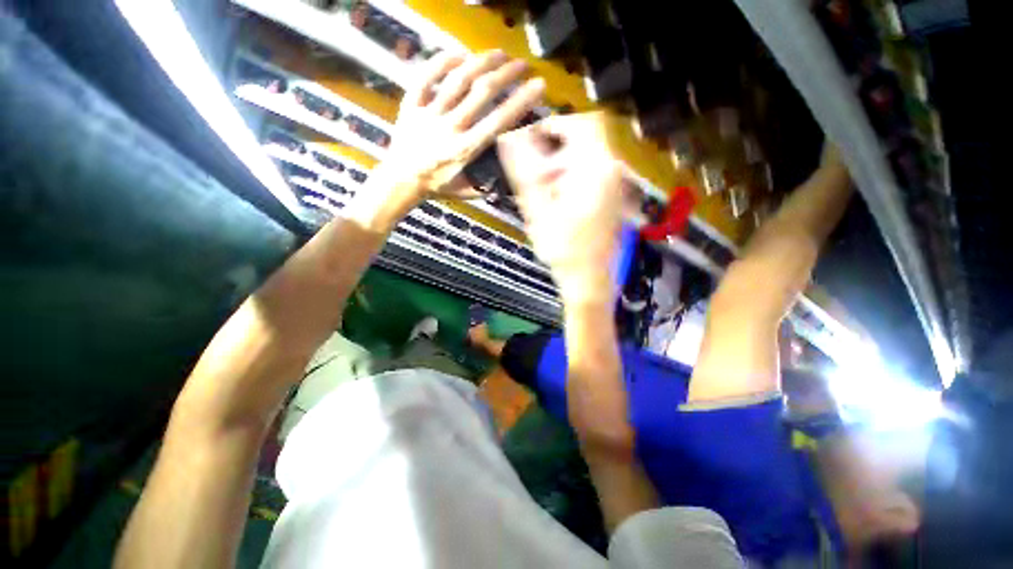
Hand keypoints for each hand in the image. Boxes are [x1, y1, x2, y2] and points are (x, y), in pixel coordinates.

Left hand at [353, 50, 544, 228]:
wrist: (400, 179)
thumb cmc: (436, 186)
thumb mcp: (464, 192)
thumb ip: (486, 186)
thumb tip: (508, 180)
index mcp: (466, 150)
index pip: (499, 121)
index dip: (521, 101)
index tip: (537, 86)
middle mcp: (451, 127)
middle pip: (482, 92)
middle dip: (507, 74)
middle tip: (522, 65)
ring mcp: (430, 113)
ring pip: (458, 78)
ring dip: (482, 61)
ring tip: (499, 54)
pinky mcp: (412, 104)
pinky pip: (427, 75)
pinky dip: (443, 60)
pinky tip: (461, 54)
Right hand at [497, 112, 626, 304]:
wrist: (588, 278)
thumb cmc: (563, 249)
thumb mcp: (538, 210)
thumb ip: (524, 172)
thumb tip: (508, 138)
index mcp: (595, 169)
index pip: (581, 122)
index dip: (553, 124)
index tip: (530, 140)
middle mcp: (611, 170)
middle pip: (585, 138)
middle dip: (556, 149)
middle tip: (536, 173)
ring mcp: (614, 184)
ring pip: (587, 156)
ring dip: (562, 165)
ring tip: (544, 192)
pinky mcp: (611, 197)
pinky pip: (591, 172)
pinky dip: (571, 177)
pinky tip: (558, 201)